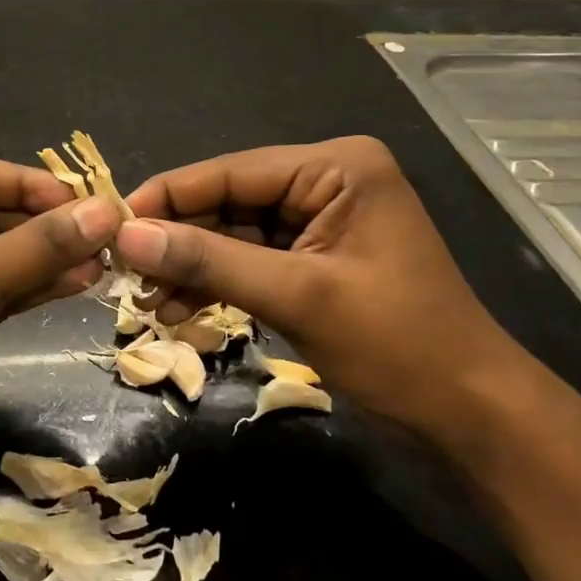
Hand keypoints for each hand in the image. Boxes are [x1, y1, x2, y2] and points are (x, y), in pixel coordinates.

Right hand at [118, 137, 530, 432]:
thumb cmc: (396, 344)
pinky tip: (180, 310)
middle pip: (229, 200)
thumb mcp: (296, 295)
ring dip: (192, 265)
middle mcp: (327, 180)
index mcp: (336, 166)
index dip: (169, 195)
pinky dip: (217, 282)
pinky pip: (251, 258)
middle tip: (123, 269)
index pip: (232, 171)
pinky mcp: (314, 256)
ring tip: (146, 300)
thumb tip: (129, 236)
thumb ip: (210, 260)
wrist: (470, 415)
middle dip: (179, 238)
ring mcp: (320, 219)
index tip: (111, 221)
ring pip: (234, 232)